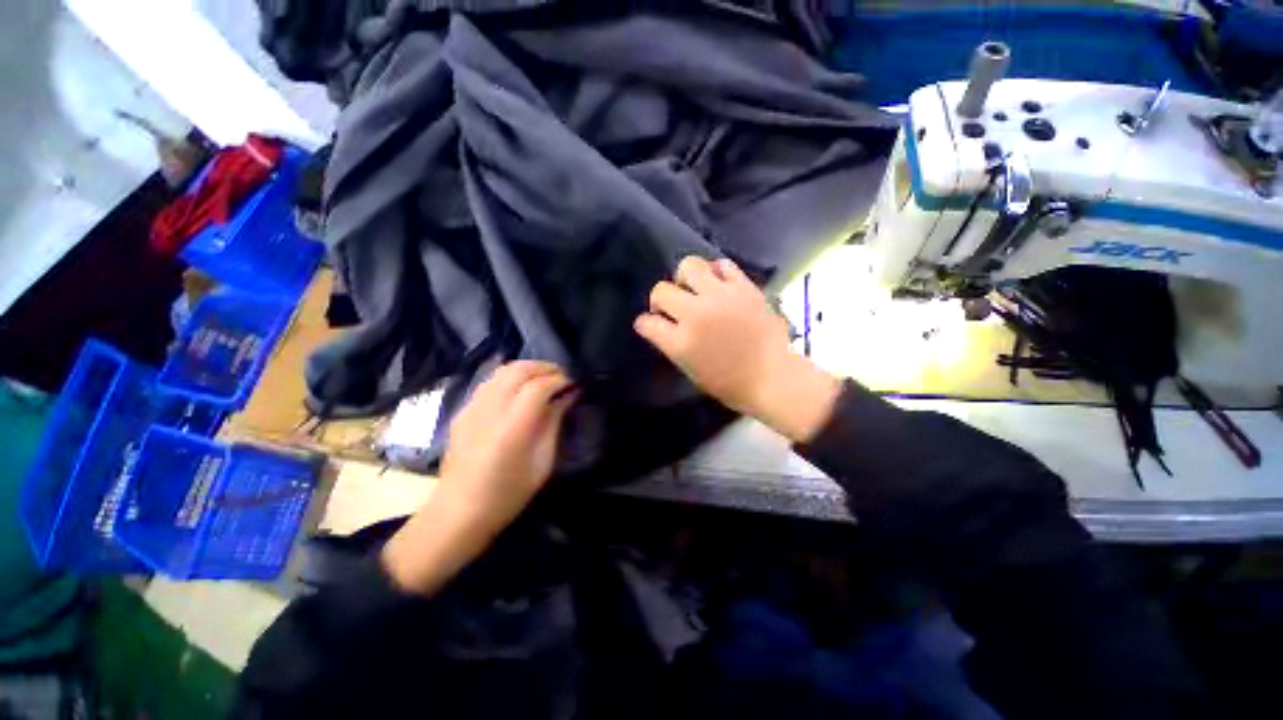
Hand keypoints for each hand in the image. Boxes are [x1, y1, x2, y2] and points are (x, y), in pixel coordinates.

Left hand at [382, 362, 575, 594]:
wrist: (457, 513)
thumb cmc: (508, 495)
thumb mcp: (542, 463)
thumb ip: (553, 423)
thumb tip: (567, 396)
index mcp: (511, 428)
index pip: (538, 387)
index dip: (560, 380)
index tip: (574, 384)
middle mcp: (489, 411)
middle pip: (518, 370)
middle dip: (545, 367)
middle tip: (563, 376)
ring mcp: (472, 408)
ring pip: (502, 371)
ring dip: (527, 369)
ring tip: (544, 379)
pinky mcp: (463, 411)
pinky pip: (490, 382)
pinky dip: (511, 378)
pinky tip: (521, 390)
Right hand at [635, 256, 839, 442]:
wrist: (773, 376)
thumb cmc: (730, 383)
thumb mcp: (691, 370)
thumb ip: (673, 345)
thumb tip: (665, 326)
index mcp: (680, 343)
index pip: (646, 323)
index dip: (646, 324)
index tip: (652, 326)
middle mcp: (695, 315)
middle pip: (660, 290)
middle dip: (660, 300)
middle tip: (674, 308)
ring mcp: (720, 297)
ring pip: (688, 266)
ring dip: (685, 278)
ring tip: (694, 289)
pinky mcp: (743, 287)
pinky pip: (722, 264)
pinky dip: (716, 272)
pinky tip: (719, 285)